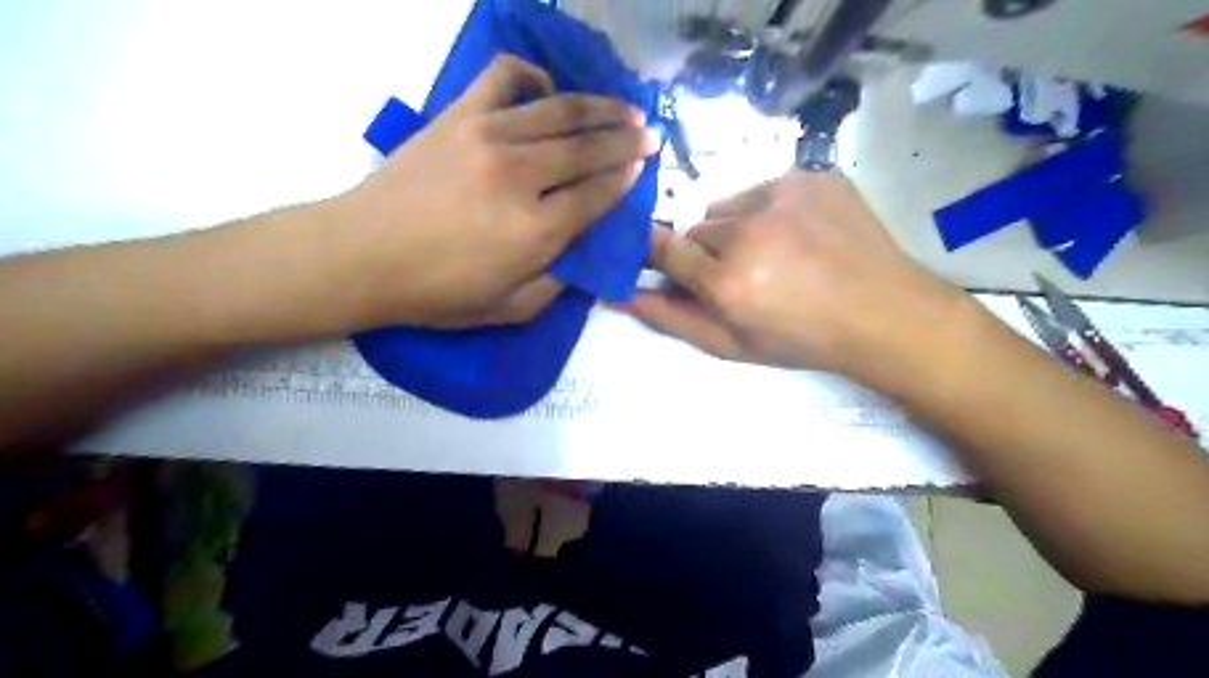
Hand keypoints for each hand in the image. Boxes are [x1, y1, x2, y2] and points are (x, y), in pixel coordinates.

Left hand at [331, 52, 659, 328]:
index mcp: (536, 231)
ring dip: (599, 107)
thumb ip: (556, 285)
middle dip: (626, 140)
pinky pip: (504, 78)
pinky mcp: (458, 116)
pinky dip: (533, 76)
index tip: (643, 166)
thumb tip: (583, 254)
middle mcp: (520, 177)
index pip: (596, 195)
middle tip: (651, 133)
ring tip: (625, 107)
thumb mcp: (508, 309)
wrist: (361, 255)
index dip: (625, 179)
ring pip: (559, 111)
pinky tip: (547, 89)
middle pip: (588, 149)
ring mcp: (488, 137)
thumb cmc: (436, 293)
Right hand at [624, 170, 964, 381]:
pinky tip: (798, 234)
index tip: (649, 254)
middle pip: (696, 230)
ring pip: (726, 207)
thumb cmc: (802, 340)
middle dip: (705, 252)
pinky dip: (767, 210)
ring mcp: (783, 195)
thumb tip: (618, 293)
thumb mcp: (730, 345)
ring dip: (734, 228)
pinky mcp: (810, 175)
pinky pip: (762, 188)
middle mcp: (748, 231)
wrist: (884, 314)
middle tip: (739, 275)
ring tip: (772, 254)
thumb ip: (670, 317)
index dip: (650, 250)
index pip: (660, 247)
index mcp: (727, 281)